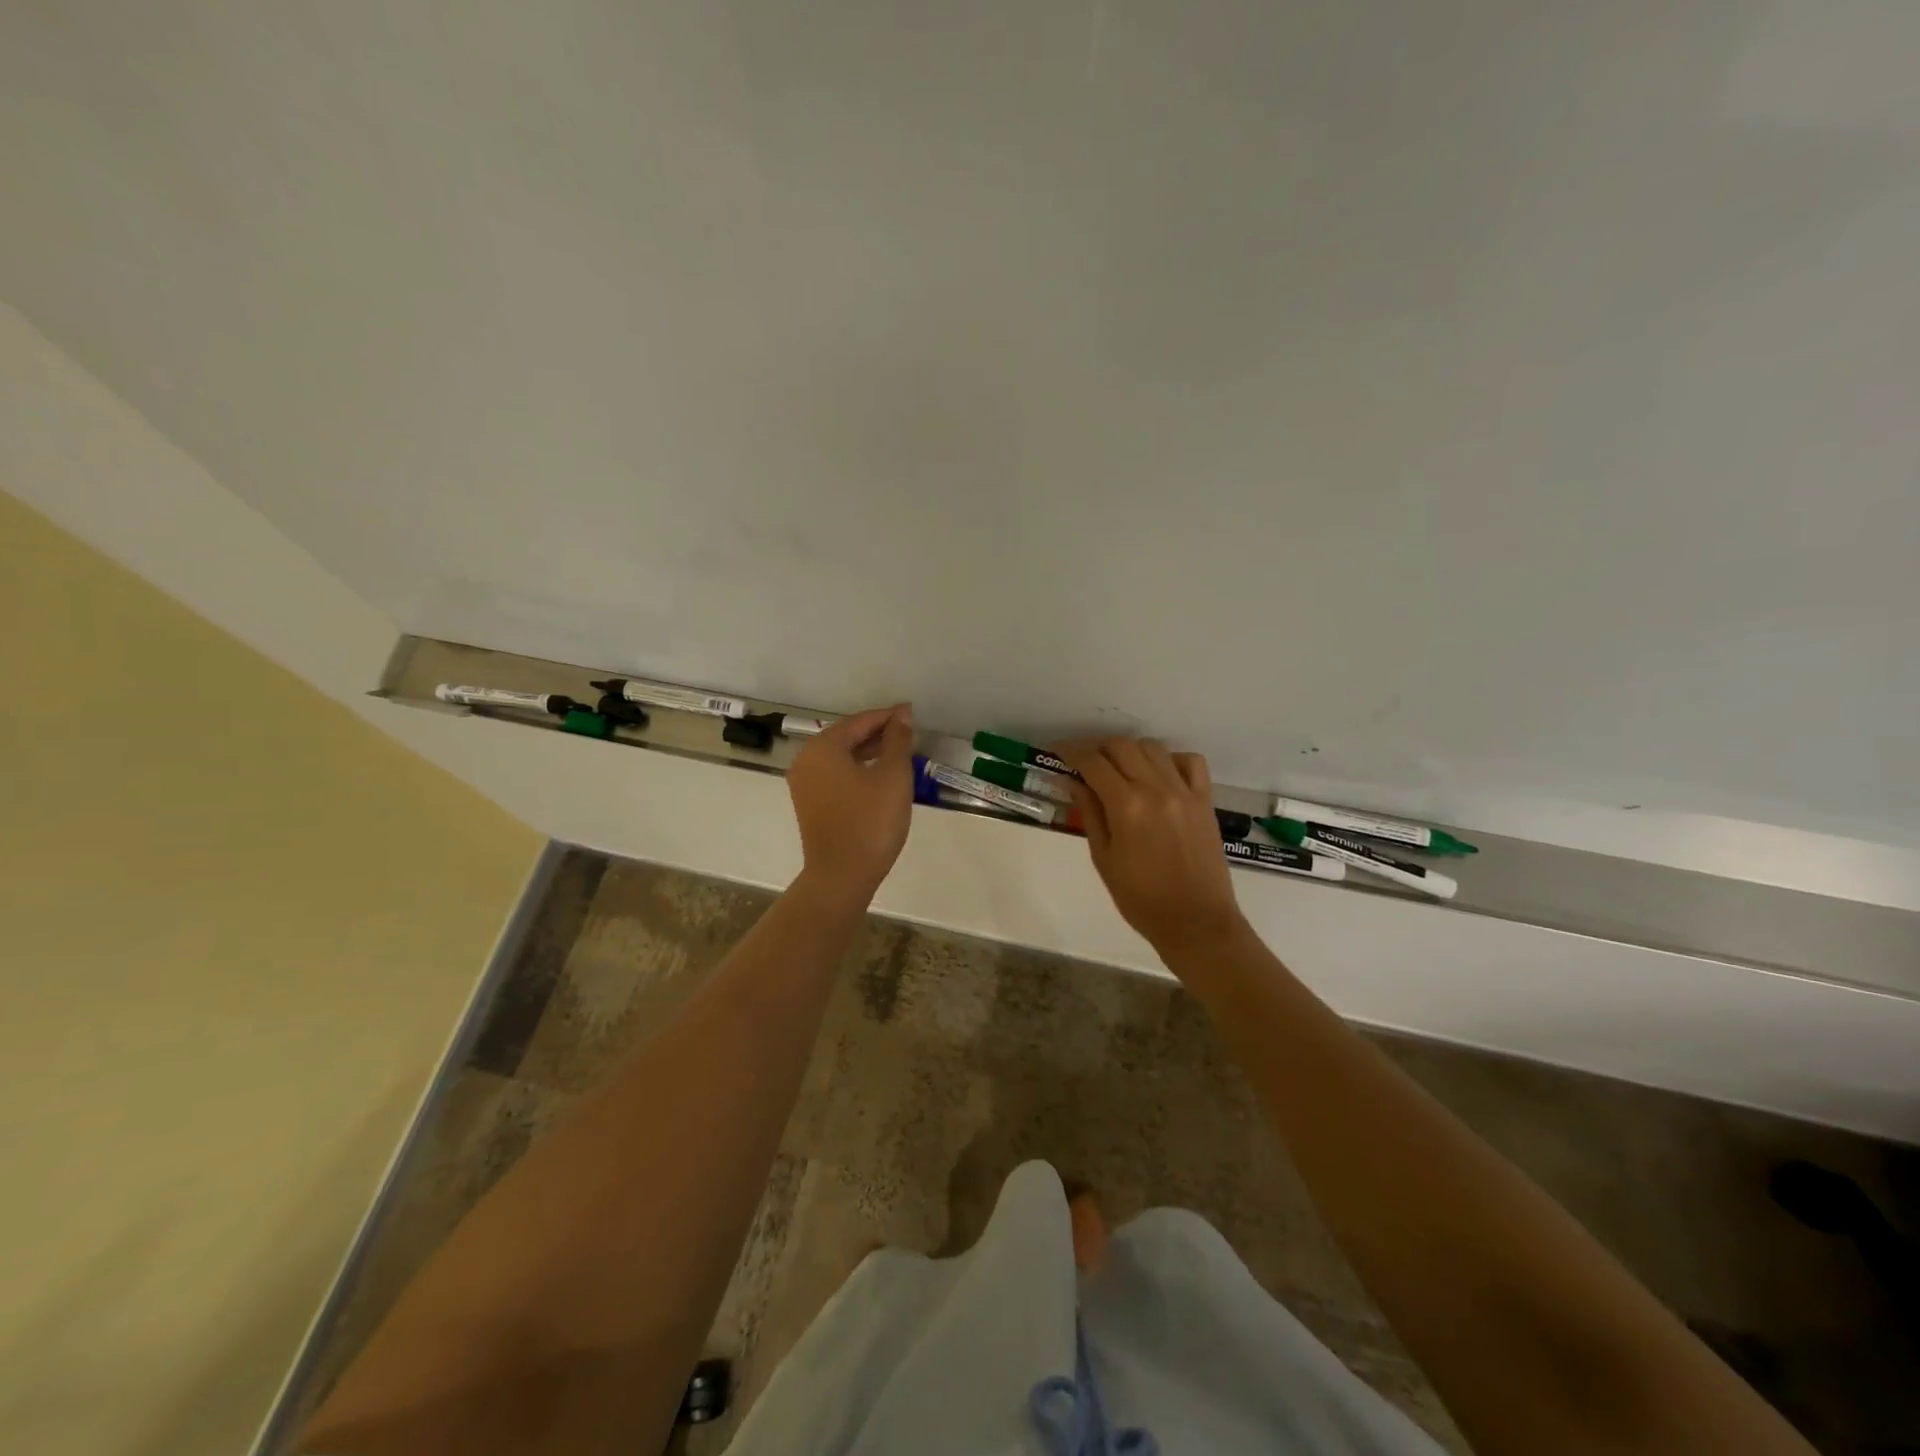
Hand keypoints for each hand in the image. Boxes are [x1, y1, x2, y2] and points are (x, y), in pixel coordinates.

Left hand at [788, 704, 916, 902]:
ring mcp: (804, 784)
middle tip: (908, 733)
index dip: (888, 717)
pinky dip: (856, 769)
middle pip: (846, 736)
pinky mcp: (809, 804)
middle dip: (877, 733)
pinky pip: (834, 775)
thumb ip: (897, 740)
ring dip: (868, 752)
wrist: (841, 876)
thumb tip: (901, 715)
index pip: (859, 721)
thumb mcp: (893, 776)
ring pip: (840, 757)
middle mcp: (806, 760)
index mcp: (823, 747)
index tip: (912, 713)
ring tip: (898, 754)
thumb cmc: (870, 821)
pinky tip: (878, 777)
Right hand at [1056, 737, 1245, 952]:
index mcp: (1127, 805)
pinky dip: (1170, 759)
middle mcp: (1156, 788)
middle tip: (1084, 764)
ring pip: (1153, 748)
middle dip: (1097, 749)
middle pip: (1121, 746)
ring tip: (1119, 769)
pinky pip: (1190, 762)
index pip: (1092, 762)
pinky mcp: (1205, 800)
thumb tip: (1072, 780)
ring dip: (1130, 751)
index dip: (1070, 751)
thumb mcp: (1103, 858)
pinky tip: (1159, 775)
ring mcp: (1184, 791)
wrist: (1195, 922)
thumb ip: (1089, 812)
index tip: (1056, 750)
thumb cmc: (1140, 898)